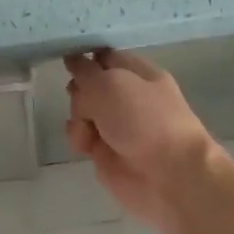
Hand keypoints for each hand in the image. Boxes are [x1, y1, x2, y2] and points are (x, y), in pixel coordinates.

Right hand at [64, 49, 215, 232]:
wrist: (169, 176)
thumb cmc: (145, 121)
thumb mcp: (112, 84)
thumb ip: (86, 71)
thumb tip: (73, 59)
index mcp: (137, 73)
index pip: (104, 56)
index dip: (83, 56)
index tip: (64, 59)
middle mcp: (126, 96)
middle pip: (87, 83)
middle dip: (79, 91)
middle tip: (83, 100)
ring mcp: (115, 124)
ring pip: (80, 110)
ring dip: (78, 116)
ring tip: (87, 130)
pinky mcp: (104, 151)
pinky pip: (80, 135)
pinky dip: (78, 138)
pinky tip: (85, 146)